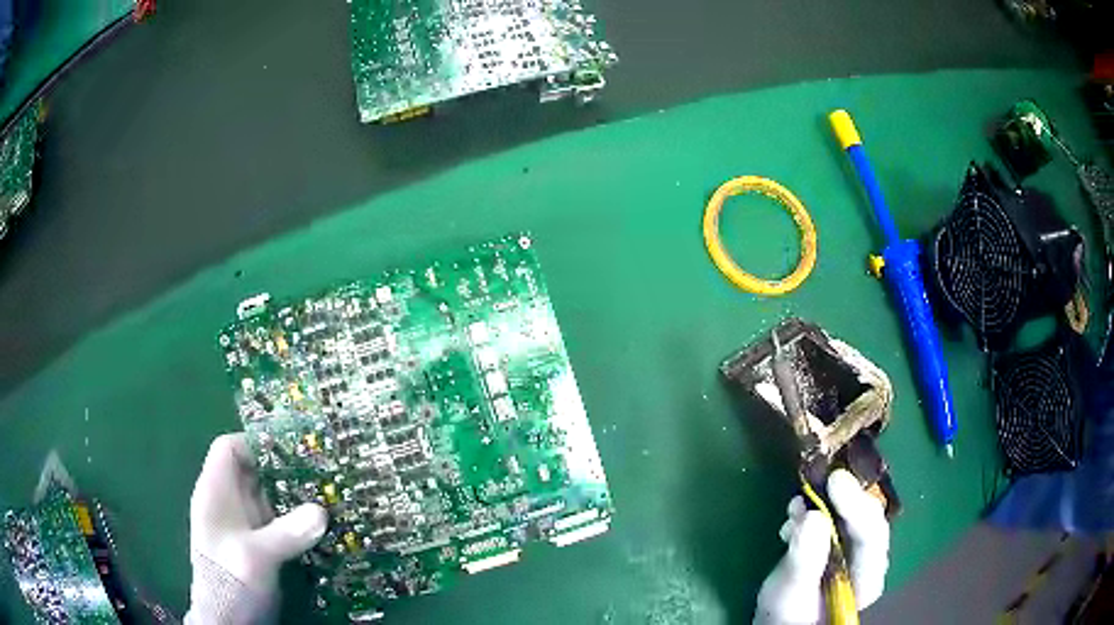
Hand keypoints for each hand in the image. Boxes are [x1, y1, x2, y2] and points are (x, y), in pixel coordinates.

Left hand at [185, 433, 327, 623]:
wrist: (229, 620)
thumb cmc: (230, 579)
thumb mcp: (256, 557)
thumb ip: (286, 533)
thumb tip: (322, 511)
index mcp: (215, 493)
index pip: (228, 449)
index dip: (254, 444)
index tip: (289, 451)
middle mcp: (229, 503)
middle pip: (253, 471)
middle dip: (284, 469)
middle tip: (321, 471)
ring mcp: (245, 524)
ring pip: (269, 496)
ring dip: (295, 496)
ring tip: (330, 495)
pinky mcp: (260, 544)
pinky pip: (280, 521)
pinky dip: (298, 519)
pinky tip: (323, 525)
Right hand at [754, 469, 889, 624]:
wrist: (783, 622)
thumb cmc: (788, 615)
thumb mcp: (790, 593)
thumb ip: (803, 560)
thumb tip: (812, 515)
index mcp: (867, 578)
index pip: (872, 535)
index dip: (856, 506)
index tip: (835, 481)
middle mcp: (868, 559)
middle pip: (867, 519)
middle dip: (845, 499)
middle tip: (822, 479)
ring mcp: (854, 549)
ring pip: (851, 515)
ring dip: (826, 502)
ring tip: (796, 504)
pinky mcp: (838, 541)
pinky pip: (834, 517)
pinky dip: (815, 509)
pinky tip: (794, 513)